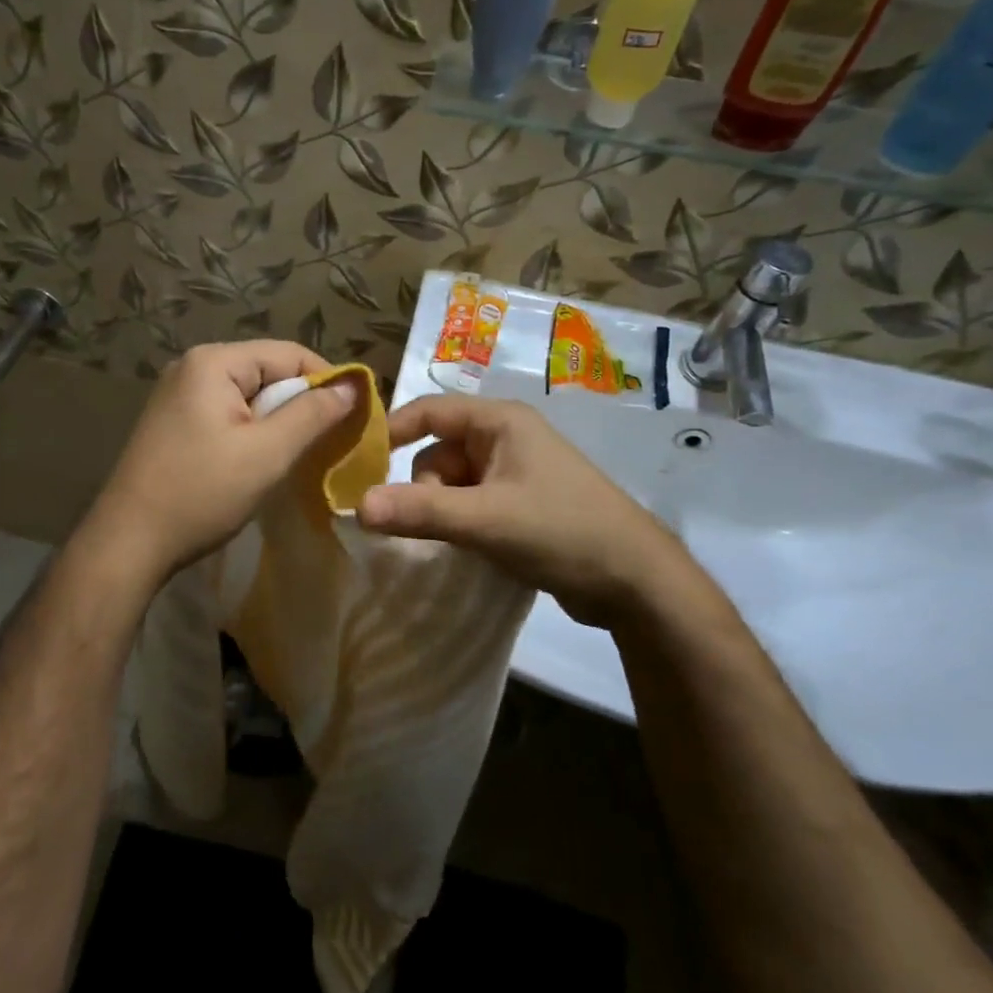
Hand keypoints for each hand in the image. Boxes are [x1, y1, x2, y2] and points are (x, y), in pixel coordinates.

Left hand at [85, 341, 359, 587]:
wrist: (128, 542)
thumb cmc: (201, 493)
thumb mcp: (267, 453)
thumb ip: (313, 414)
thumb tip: (353, 385)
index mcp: (213, 362)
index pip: (288, 354)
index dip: (327, 381)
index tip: (356, 416)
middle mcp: (191, 367)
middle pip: (267, 372)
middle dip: (301, 404)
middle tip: (328, 443)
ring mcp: (177, 395)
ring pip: (248, 397)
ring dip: (277, 423)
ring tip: (298, 456)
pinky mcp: (172, 423)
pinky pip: (226, 415)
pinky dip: (251, 433)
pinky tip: (259, 462)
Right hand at [357, 395, 698, 627]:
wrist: (635, 581)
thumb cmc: (562, 531)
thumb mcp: (486, 519)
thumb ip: (420, 511)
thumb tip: (356, 507)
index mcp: (501, 422)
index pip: (430, 410)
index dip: (392, 432)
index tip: (360, 466)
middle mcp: (506, 439)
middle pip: (438, 451)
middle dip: (426, 488)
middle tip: (437, 524)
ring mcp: (515, 473)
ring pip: (452, 483)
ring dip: (442, 510)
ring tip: (461, 541)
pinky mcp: (520, 504)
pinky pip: (470, 504)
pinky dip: (460, 522)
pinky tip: (469, 548)